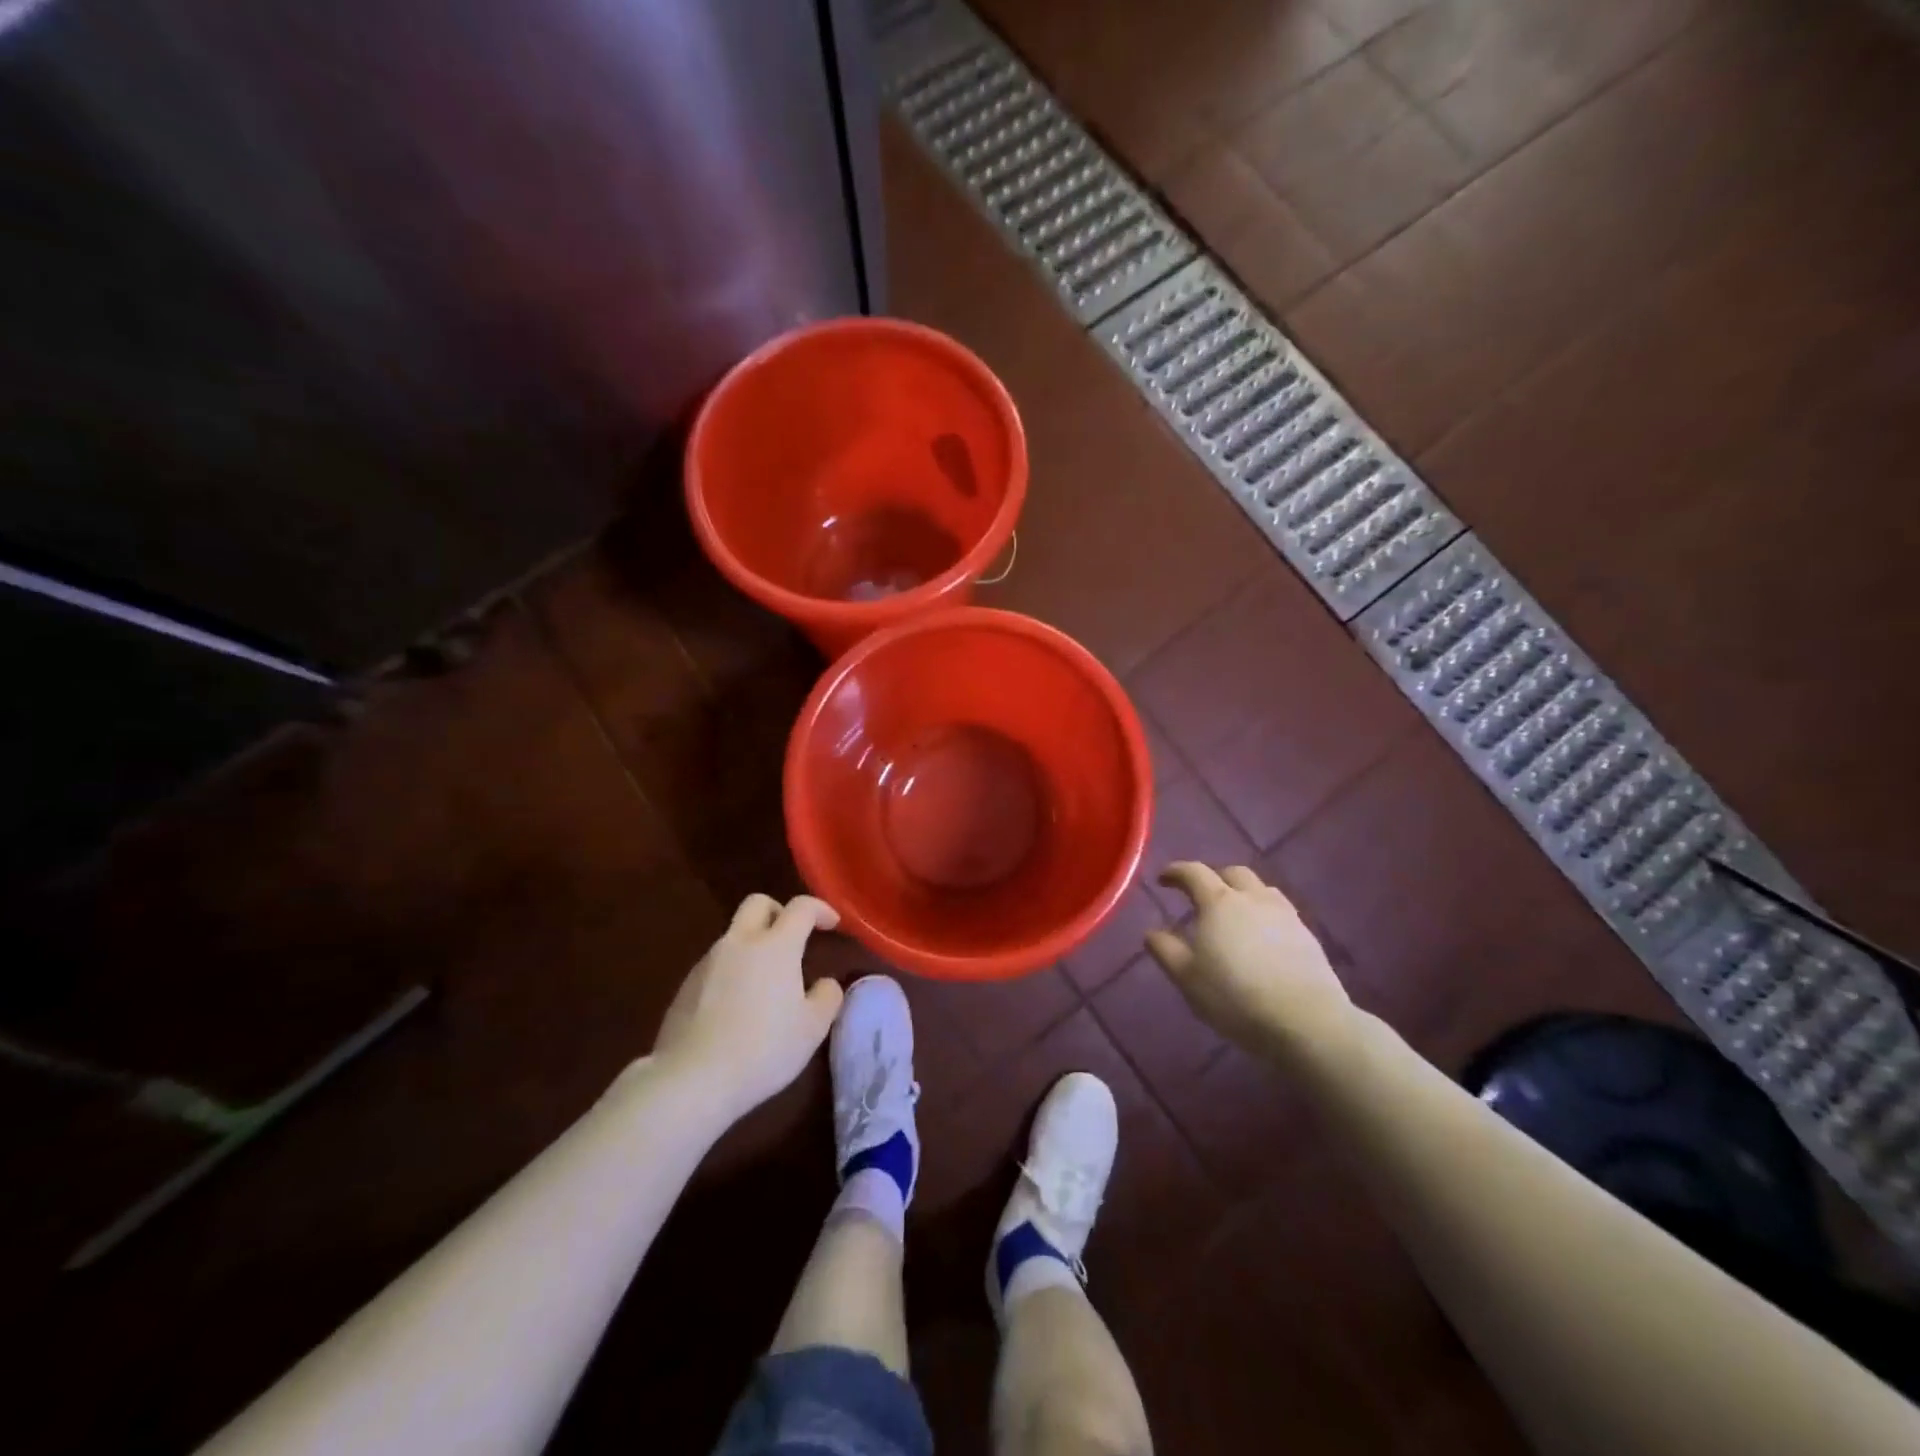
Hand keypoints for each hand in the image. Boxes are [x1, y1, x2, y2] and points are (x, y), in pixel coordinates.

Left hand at [652, 894, 845, 1118]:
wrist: (692, 1079)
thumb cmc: (763, 1049)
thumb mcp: (812, 1029)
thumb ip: (827, 997)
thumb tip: (825, 983)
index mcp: (776, 946)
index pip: (801, 907)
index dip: (820, 909)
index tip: (832, 923)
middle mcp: (739, 942)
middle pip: (758, 903)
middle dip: (779, 912)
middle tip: (794, 937)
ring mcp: (708, 962)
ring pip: (735, 934)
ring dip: (754, 944)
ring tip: (766, 981)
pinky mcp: (686, 985)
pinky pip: (716, 963)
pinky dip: (733, 970)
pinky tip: (737, 1006)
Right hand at [1146, 863, 1352, 1059]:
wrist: (1306, 1022)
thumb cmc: (1235, 997)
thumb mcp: (1187, 978)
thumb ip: (1166, 950)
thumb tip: (1151, 932)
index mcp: (1219, 902)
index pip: (1194, 872)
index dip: (1176, 871)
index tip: (1163, 879)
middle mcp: (1253, 899)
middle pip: (1233, 873)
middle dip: (1213, 877)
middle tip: (1200, 895)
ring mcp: (1285, 915)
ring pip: (1261, 889)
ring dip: (1243, 893)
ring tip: (1234, 913)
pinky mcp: (1308, 936)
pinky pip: (1281, 912)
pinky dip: (1264, 914)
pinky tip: (1262, 937)